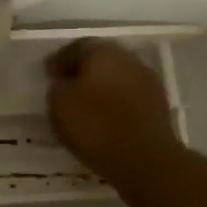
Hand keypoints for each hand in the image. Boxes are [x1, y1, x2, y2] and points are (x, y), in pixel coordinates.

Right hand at [46, 38, 179, 185]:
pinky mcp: (158, 105)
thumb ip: (58, 86)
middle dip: (83, 72)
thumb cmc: (95, 125)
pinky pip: (128, 97)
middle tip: (66, 88)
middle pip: (100, 60)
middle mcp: (128, 58)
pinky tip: (104, 120)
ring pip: (116, 78)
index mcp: (102, 51)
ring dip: (101, 88)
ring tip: (85, 107)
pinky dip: (115, 104)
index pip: (76, 47)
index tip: (48, 75)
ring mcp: (147, 81)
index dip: (59, 61)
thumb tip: (65, 82)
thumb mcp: (59, 104)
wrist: (145, 159)